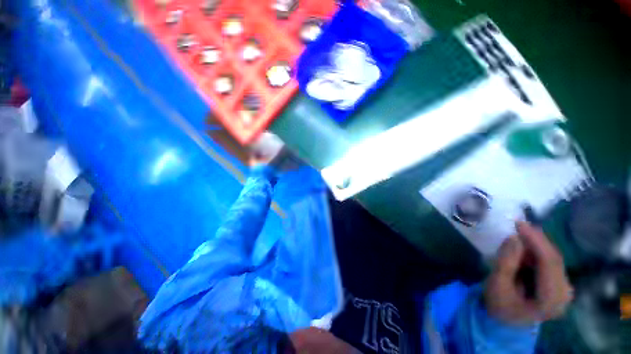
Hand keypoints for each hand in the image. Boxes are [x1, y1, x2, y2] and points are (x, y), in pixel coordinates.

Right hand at [484, 222, 573, 325]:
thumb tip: (514, 238)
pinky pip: (550, 261)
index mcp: (550, 300)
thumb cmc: (499, 304)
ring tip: (518, 235)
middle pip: (554, 259)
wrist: (506, 320)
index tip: (519, 223)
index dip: (536, 241)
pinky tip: (524, 247)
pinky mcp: (558, 284)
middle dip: (536, 240)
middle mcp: (563, 294)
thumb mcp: (497, 285)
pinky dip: (536, 251)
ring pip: (553, 258)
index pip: (549, 263)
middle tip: (518, 225)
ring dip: (535, 245)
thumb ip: (505, 263)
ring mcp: (563, 289)